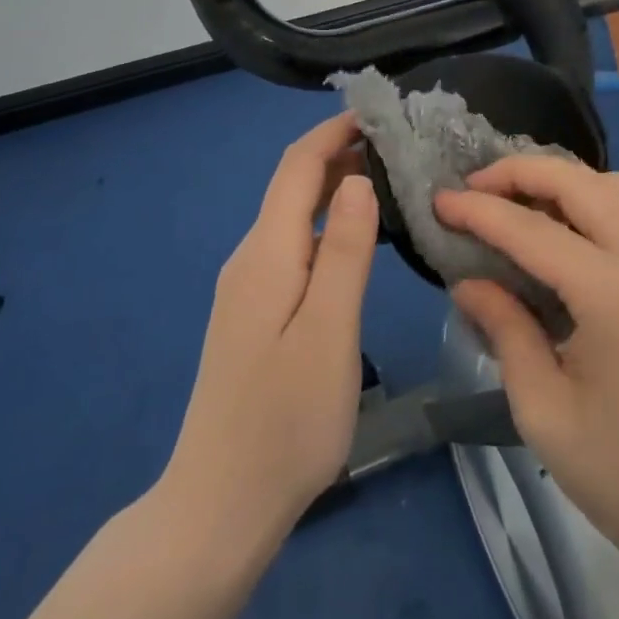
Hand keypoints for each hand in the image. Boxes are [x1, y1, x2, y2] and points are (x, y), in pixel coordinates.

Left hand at [162, 113, 377, 550]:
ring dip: (334, 186)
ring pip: (293, 214)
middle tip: (399, 145)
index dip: (334, 131)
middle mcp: (251, 257)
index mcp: (267, 253)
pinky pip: (293, 245)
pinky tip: (357, 238)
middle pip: (292, 185)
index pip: (298, 166)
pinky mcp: (255, 312)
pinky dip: (326, 223)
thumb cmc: (285, 421)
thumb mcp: (329, 333)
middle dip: (339, 153)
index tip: (380, 112)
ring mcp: (249, 287)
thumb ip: (345, 252)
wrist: (219, 505)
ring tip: (388, 179)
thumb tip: (358, 179)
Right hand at [436, 157, 618, 588]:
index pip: (533, 231)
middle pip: (581, 183)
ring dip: (561, 180)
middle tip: (474, 187)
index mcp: (616, 296)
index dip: (479, 211)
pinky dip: (590, 202)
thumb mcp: (545, 413)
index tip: (438, 201)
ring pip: (614, 187)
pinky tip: (561, 231)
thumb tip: (469, 282)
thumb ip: (506, 331)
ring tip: (515, 201)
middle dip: (521, 172)